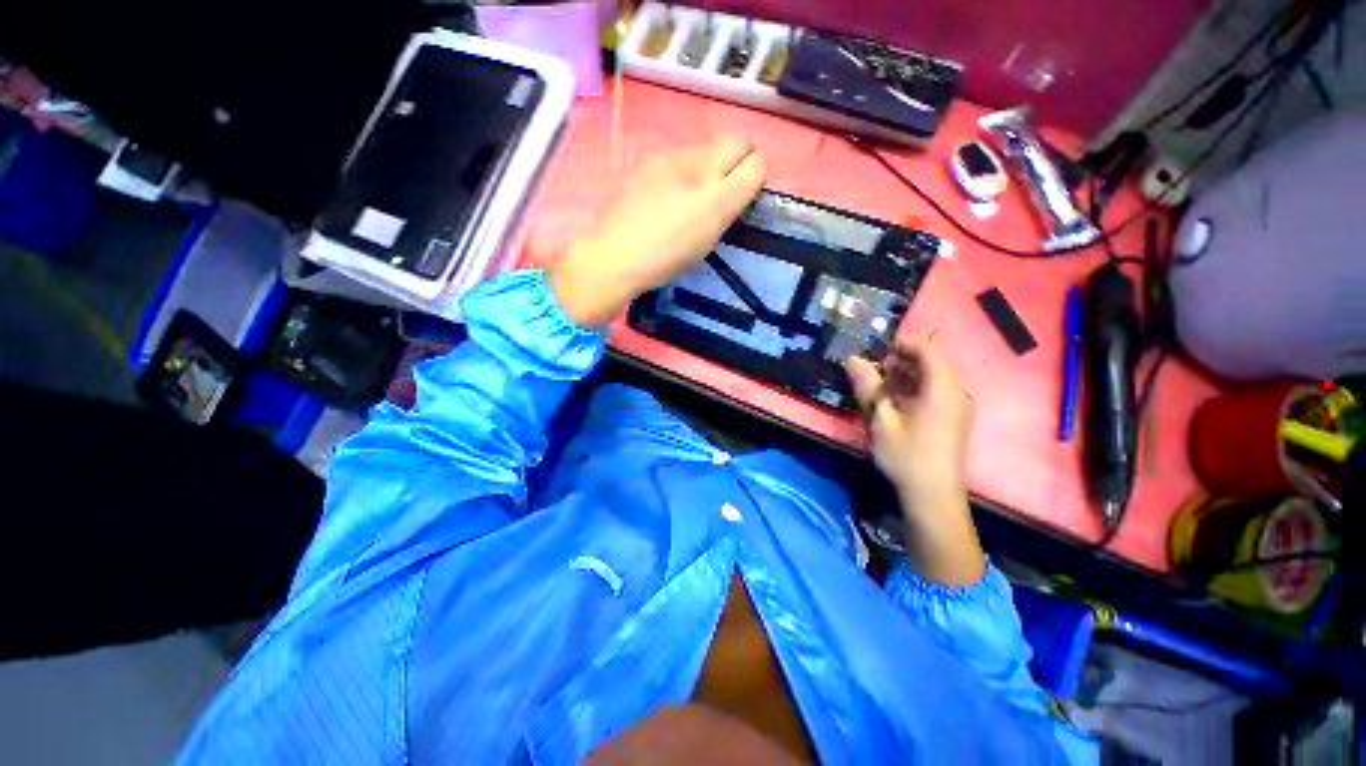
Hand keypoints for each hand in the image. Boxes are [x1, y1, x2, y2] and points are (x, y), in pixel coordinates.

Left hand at [549, 135, 765, 327]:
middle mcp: (681, 155)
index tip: (746, 196)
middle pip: (720, 147)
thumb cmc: (669, 244)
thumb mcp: (717, 215)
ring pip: (697, 159)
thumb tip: (753, 165)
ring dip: (704, 175)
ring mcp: (655, 165)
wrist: (610, 259)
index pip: (742, 145)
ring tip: (692, 210)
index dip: (752, 168)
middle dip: (730, 167)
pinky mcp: (636, 178)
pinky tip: (667, 211)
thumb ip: (744, 182)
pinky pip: (672, 171)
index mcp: (704, 163)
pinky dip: (679, 184)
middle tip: (724, 202)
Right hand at [846, 338, 983, 586]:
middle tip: (878, 373)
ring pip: (936, 379)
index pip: (926, 347)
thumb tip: (853, 359)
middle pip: (933, 362)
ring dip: (911, 378)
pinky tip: (901, 408)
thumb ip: (869, 387)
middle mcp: (957, 390)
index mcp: (943, 385)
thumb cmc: (908, 458)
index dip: (902, 344)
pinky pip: (941, 394)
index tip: (878, 352)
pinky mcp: (958, 422)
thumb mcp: (882, 422)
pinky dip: (921, 392)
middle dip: (904, 362)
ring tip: (885, 391)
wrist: (935, 499)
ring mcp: (961, 407)